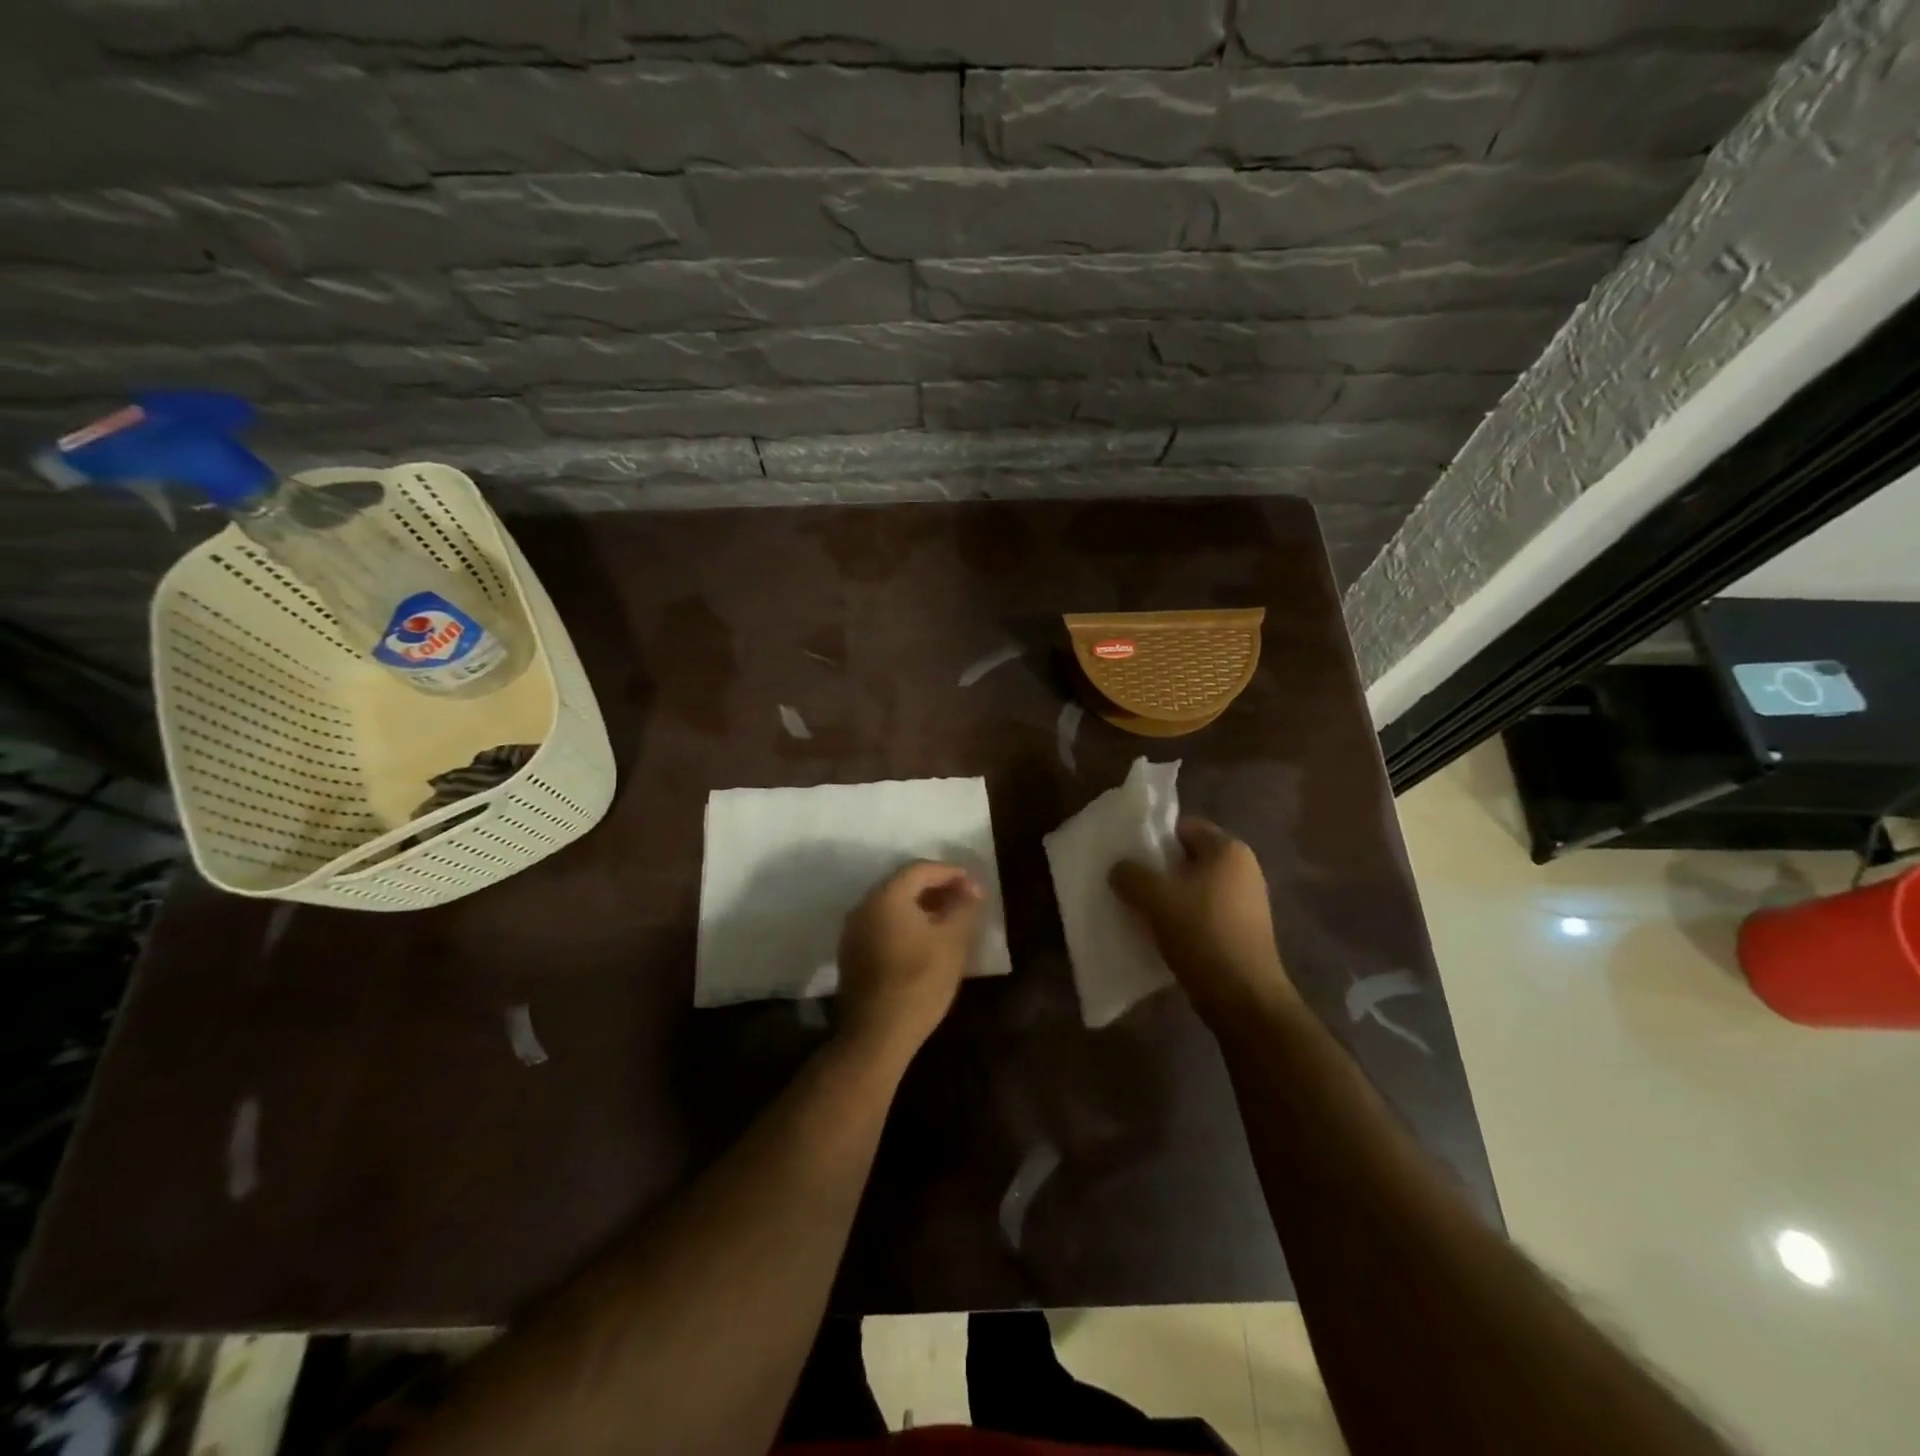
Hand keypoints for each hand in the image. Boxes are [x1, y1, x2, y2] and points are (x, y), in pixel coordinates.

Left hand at [837, 861, 982, 1058]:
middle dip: (936, 888)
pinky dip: (906, 924)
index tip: (974, 885)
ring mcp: (853, 932)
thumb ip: (964, 908)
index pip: (920, 869)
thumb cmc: (919, 982)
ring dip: (921, 907)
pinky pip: (883, 926)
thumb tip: (973, 887)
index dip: (950, 872)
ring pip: (892, 907)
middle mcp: (864, 907)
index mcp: (886, 897)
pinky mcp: (852, 955)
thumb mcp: (952, 942)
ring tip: (949, 921)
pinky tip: (925, 942)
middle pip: (903, 885)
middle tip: (964, 900)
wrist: (876, 1035)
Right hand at [1110, 818, 1294, 1022]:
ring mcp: (1247, 902)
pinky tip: (1162, 934)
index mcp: (1228, 850)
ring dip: (1169, 897)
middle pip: (1189, 858)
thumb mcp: (1156, 898)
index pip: (1184, 827)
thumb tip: (1119, 869)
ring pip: (1195, 888)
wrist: (1243, 997)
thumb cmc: (1202, 933)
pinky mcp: (1244, 931)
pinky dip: (1183, 918)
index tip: (1129, 856)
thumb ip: (1131, 876)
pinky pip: (1204, 913)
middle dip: (1159, 869)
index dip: (1155, 838)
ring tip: (1140, 910)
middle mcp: (1244, 869)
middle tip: (1129, 883)